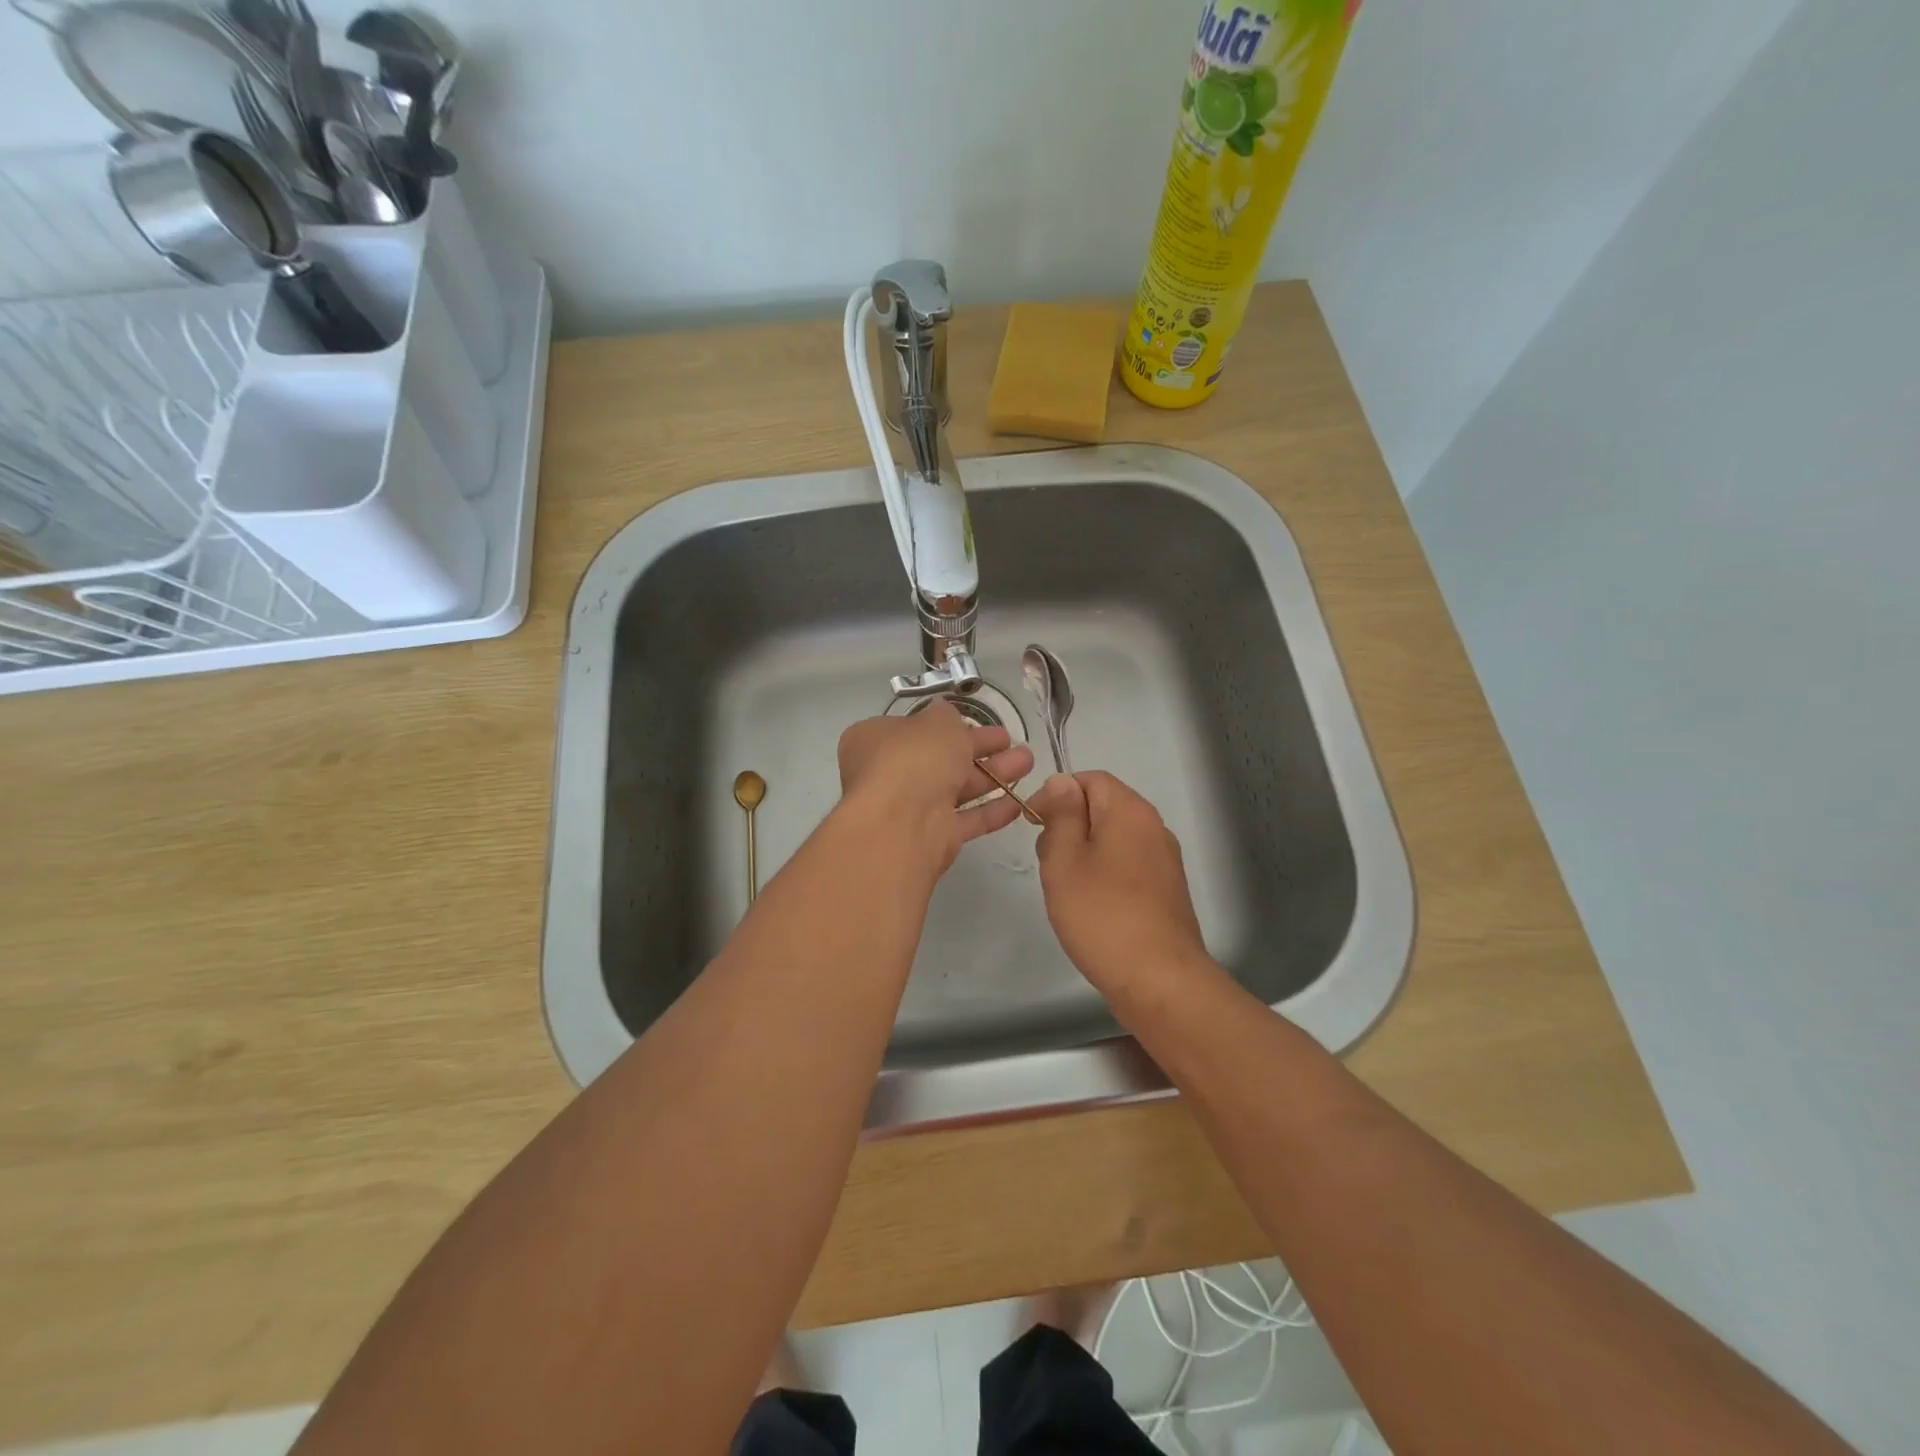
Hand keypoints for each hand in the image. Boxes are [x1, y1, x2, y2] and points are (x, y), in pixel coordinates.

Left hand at [837, 703, 1035, 873]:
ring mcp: (909, 808)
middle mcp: (888, 774)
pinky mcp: (931, 838)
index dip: (944, 725)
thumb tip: (945, 715)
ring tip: (1028, 763)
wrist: (902, 823)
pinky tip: (1018, 803)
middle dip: (979, 749)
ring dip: (992, 775)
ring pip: (956, 788)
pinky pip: (964, 820)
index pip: (912, 729)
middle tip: (1010, 741)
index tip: (975, 722)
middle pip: (939, 759)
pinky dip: (990, 811)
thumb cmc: (914, 759)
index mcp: (875, 741)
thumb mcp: (936, 722)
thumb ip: (946, 717)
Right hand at [1031, 771, 1209, 995]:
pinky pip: (1127, 865)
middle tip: (1047, 862)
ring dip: (1083, 853)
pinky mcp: (1166, 891)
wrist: (1159, 980)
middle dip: (1068, 825)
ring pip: (1113, 839)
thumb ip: (1062, 815)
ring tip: (1064, 888)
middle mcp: (1154, 828)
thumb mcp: (1065, 859)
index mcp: (1130, 812)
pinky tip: (1089, 906)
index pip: (1090, 779)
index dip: (1056, 794)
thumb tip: (1061, 782)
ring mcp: (1164, 861)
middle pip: (1103, 807)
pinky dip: (1103, 874)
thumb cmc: (1102, 915)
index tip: (1030, 823)